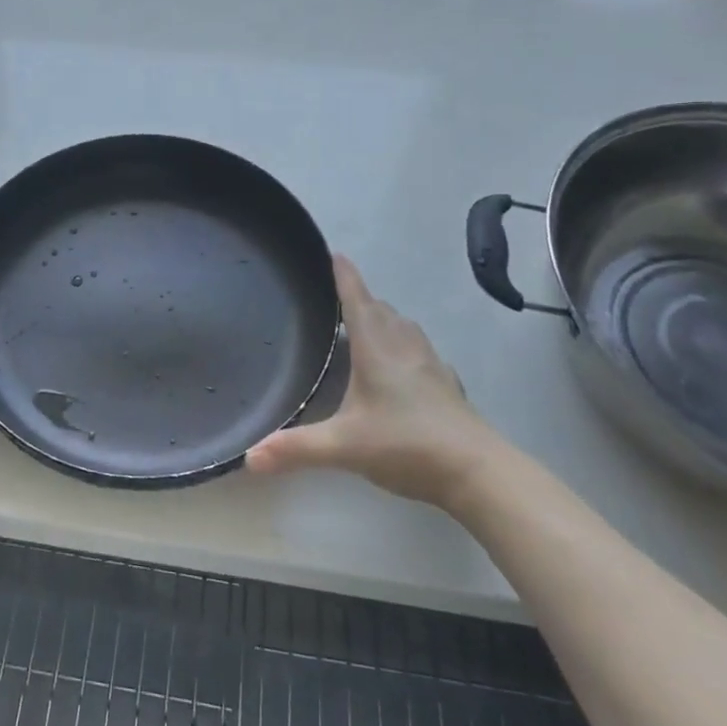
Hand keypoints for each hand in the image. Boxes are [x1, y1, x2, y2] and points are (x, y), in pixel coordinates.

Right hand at [245, 256, 506, 506]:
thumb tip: (248, 457)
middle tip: (333, 298)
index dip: (343, 274)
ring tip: (361, 327)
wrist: (478, 472)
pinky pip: (417, 349)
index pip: (356, 298)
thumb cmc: (407, 445)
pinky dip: (401, 345)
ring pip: (402, 326)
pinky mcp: (445, 383)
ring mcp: (429, 363)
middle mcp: (403, 345)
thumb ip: (296, 448)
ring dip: (381, 318)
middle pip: (379, 308)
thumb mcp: (344, 447)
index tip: (333, 253)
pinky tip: (397, 368)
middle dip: (357, 298)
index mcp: (376, 347)